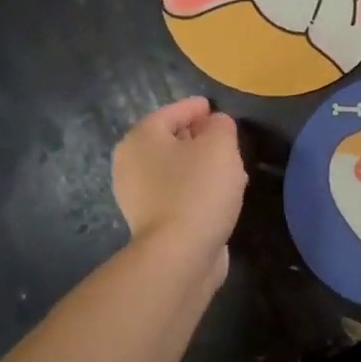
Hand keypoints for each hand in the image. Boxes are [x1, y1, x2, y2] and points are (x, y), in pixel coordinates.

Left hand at [112, 97, 246, 278]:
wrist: (180, 254)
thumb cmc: (198, 189)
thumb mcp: (219, 146)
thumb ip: (221, 126)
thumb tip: (216, 123)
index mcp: (141, 138)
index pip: (171, 112)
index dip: (195, 107)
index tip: (213, 107)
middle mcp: (131, 163)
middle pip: (169, 140)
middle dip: (198, 137)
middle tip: (224, 138)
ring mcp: (137, 195)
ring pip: (174, 168)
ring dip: (200, 165)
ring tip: (229, 167)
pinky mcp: (152, 221)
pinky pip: (177, 193)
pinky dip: (196, 188)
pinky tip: (219, 194)